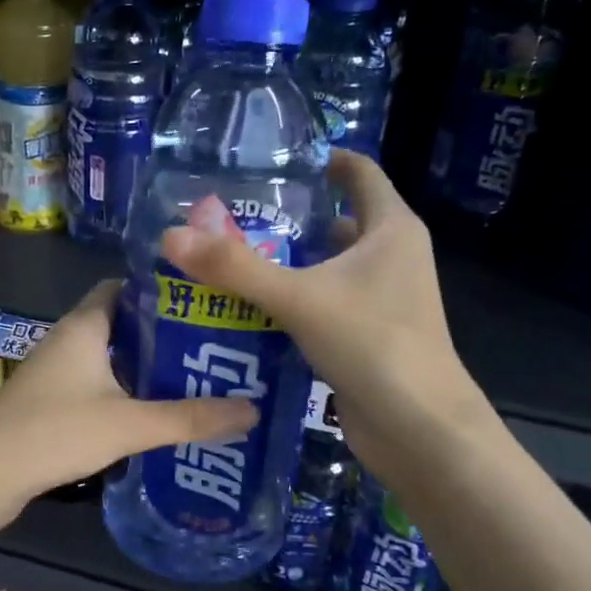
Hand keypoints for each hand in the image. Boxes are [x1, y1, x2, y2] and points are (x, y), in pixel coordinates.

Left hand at [0, 281, 257, 514]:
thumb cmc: (56, 431)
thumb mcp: (130, 423)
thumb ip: (190, 417)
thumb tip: (252, 410)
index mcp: (84, 326)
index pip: (123, 287)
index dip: (160, 292)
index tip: (202, 304)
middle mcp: (67, 341)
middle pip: (120, 325)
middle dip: (162, 335)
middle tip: (210, 347)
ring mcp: (54, 374)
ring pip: (108, 359)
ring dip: (143, 368)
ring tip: (193, 380)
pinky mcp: (49, 404)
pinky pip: (94, 387)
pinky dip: (123, 394)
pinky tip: (152, 415)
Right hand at [159, 149, 493, 476]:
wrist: (419, 430)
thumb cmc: (373, 345)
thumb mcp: (299, 299)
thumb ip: (235, 268)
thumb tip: (171, 235)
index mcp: (390, 230)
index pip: (359, 173)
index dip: (322, 160)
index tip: (273, 160)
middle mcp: (390, 257)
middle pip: (336, 221)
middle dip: (287, 218)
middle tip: (229, 216)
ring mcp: (381, 299)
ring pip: (326, 267)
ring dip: (285, 263)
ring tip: (227, 259)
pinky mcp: (366, 335)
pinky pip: (322, 304)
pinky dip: (290, 301)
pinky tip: (246, 309)